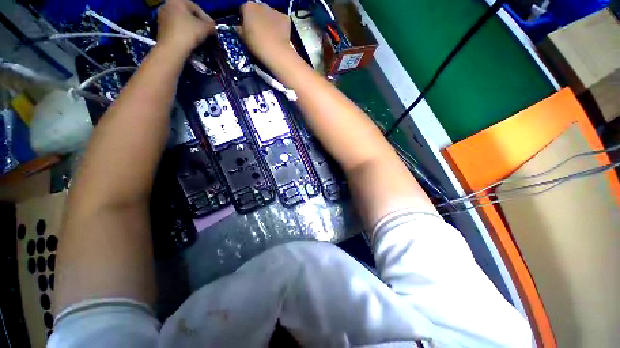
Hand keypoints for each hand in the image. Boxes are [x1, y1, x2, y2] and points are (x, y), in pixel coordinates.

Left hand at [157, 0, 215, 53]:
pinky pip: (176, 28)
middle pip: (187, 14)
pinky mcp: (160, 28)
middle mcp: (167, 5)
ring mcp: (162, 17)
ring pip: (181, 21)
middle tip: (206, 32)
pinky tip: (189, 40)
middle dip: (197, 23)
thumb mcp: (205, 28)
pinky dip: (183, 32)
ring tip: (198, 37)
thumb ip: (211, 25)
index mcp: (177, 1)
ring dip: (190, 28)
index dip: (206, 18)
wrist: (172, 48)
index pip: (196, 8)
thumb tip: (212, 27)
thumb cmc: (188, 33)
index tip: (212, 28)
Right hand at [238, 2, 292, 63]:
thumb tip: (239, 28)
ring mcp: (275, 11)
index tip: (247, 31)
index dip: (244, 20)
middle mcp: (262, 4)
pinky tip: (279, 37)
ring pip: (270, 15)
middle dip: (258, 19)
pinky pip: (281, 21)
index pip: (243, 10)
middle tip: (259, 34)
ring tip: (270, 37)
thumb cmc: (256, 44)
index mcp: (248, 7)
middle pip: (258, 11)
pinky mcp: (285, 18)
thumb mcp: (243, 38)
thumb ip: (240, 29)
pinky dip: (280, 27)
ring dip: (269, 22)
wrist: (276, 51)